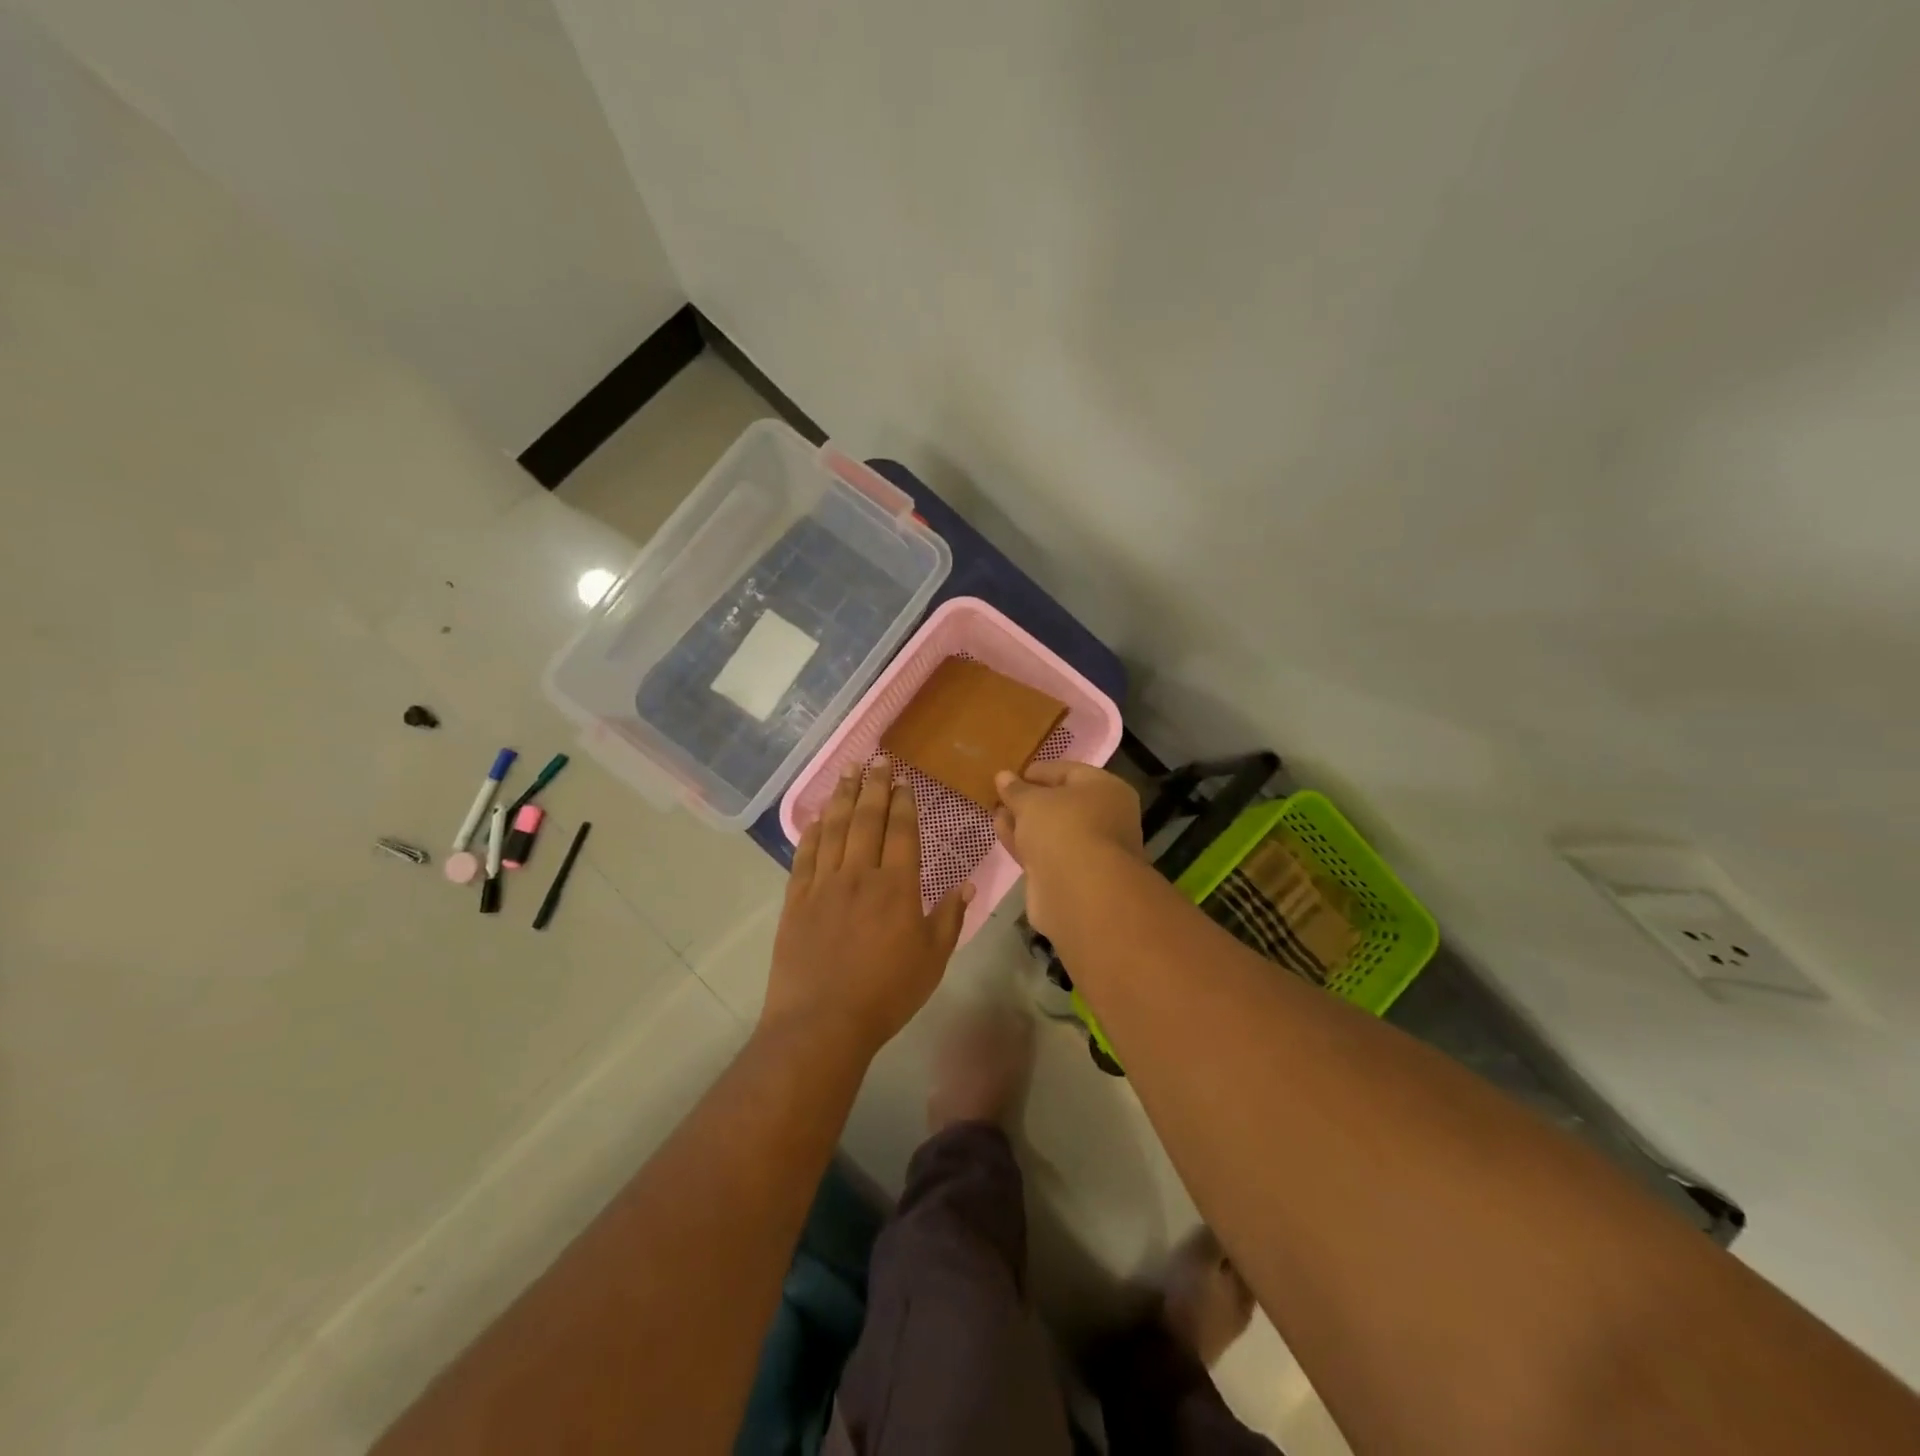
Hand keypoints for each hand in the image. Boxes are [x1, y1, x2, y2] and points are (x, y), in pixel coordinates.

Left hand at [768, 757, 969, 1055]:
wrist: (822, 1022)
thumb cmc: (886, 994)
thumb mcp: (932, 960)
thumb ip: (949, 918)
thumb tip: (966, 884)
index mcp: (897, 887)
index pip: (901, 832)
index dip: (903, 803)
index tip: (903, 780)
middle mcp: (859, 875)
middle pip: (867, 820)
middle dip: (874, 786)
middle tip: (877, 760)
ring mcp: (823, 884)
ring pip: (835, 829)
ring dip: (843, 797)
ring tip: (849, 772)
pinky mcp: (796, 899)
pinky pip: (805, 855)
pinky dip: (812, 831)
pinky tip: (818, 816)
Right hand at [993, 762, 1143, 934]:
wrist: (1079, 893)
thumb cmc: (1063, 829)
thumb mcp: (1033, 801)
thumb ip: (1016, 789)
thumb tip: (1003, 776)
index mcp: (1106, 790)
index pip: (1069, 772)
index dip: (1039, 771)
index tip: (1010, 774)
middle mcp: (1104, 818)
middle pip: (1061, 803)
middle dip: (1029, 799)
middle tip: (1000, 795)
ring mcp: (1088, 850)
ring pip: (1051, 830)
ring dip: (1023, 821)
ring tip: (995, 812)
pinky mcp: (1070, 876)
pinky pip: (1044, 851)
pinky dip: (1024, 842)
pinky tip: (1000, 831)